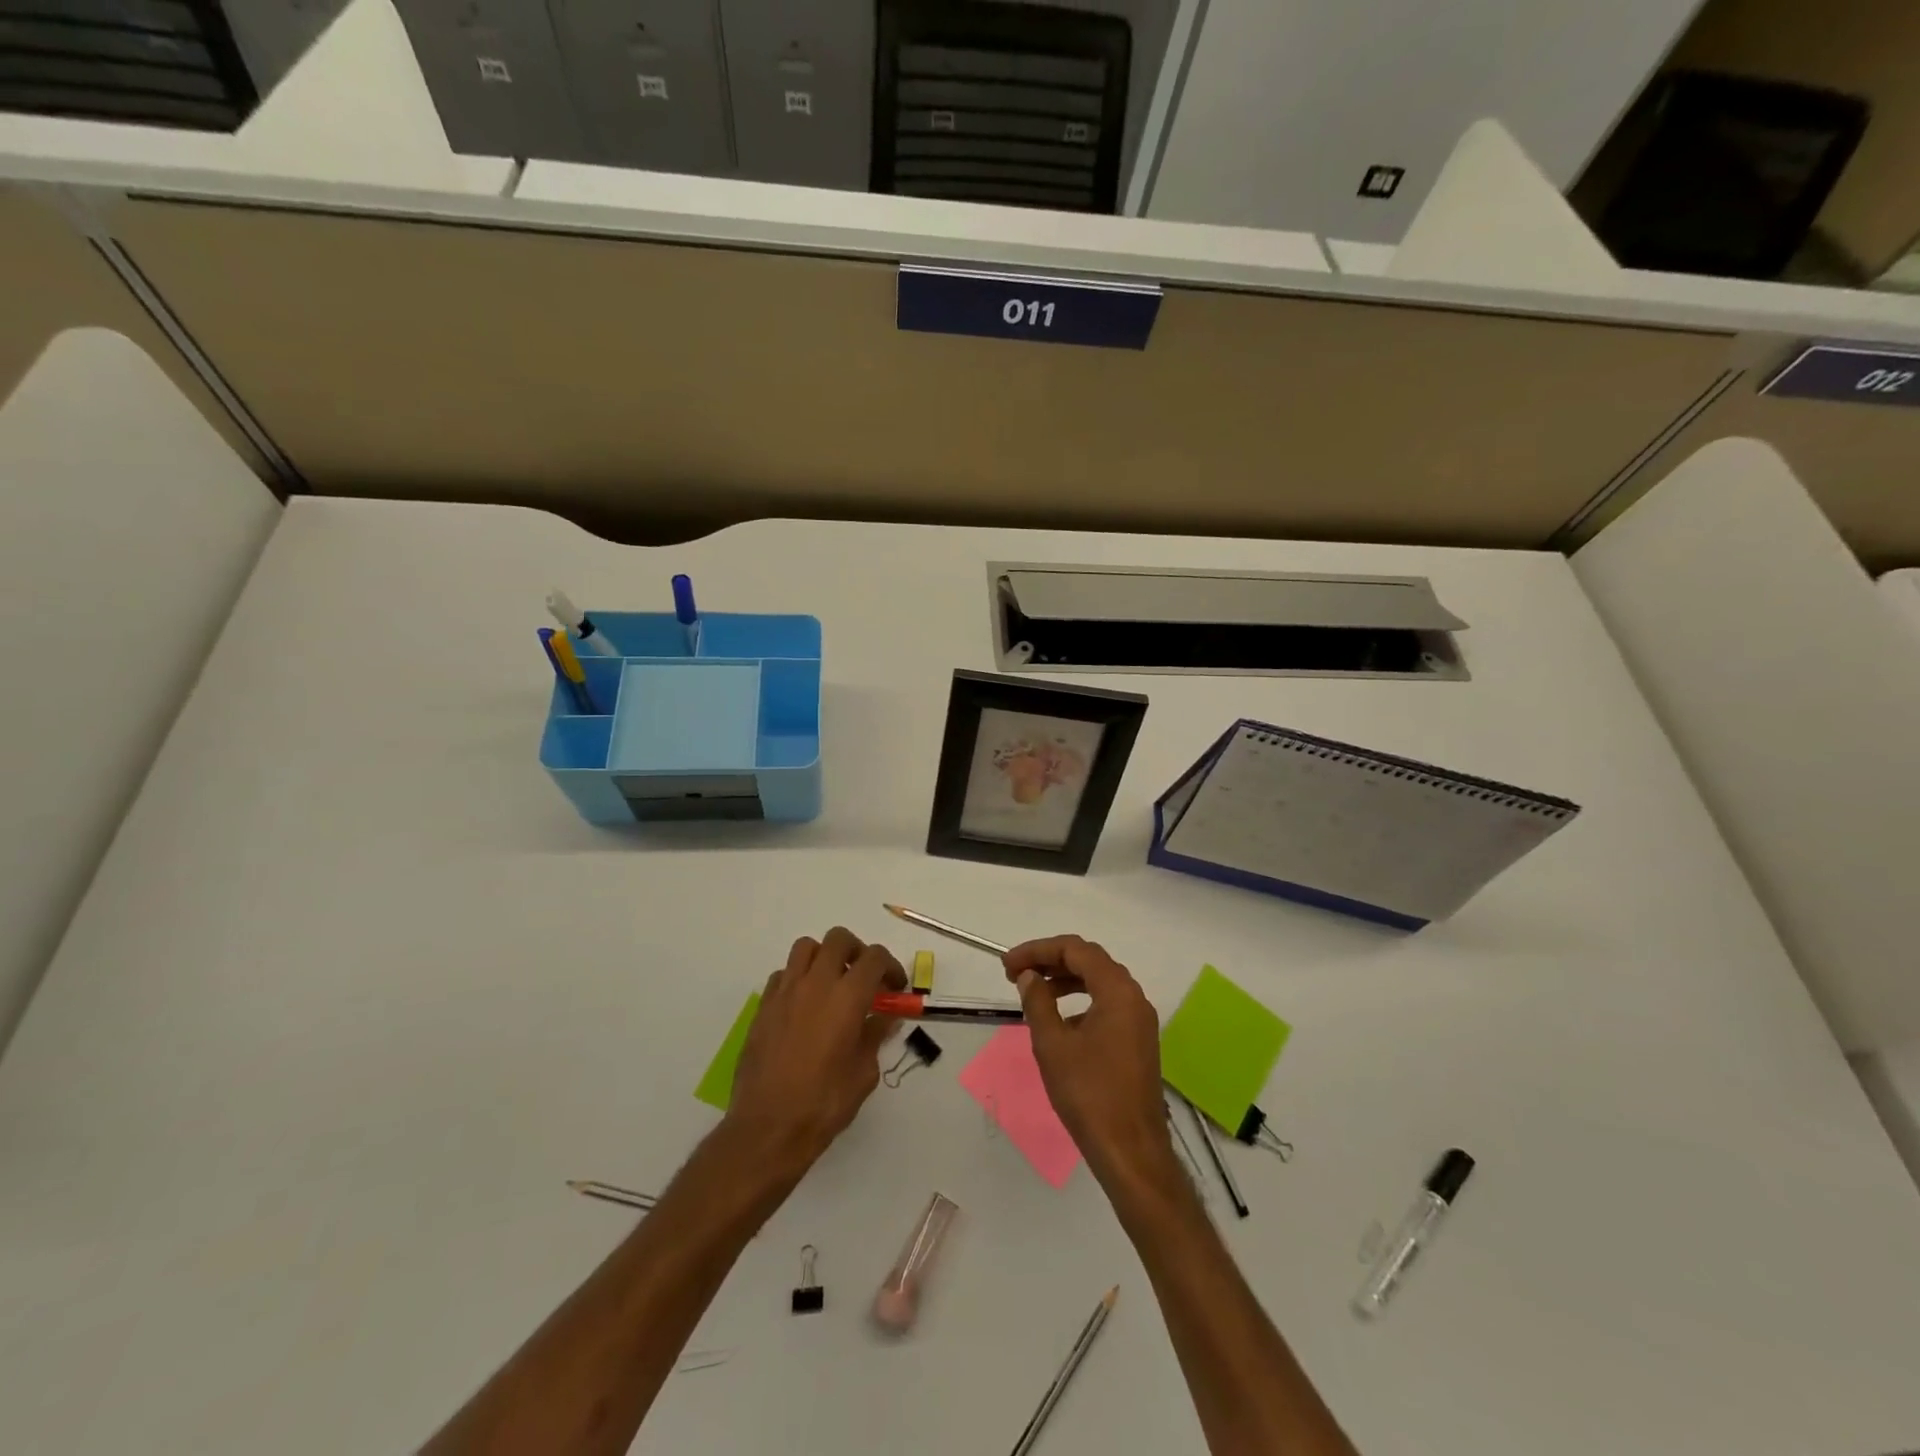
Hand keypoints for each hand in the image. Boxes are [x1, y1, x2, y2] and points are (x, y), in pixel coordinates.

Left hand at [725, 928, 905, 1176]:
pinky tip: (804, 1006)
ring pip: (806, 947)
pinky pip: (783, 974)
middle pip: (839, 939)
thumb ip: (875, 1036)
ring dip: (824, 957)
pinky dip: (798, 979)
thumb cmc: (824, 1104)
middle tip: (864, 978)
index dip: (890, 967)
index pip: (875, 958)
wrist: (768, 1128)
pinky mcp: (763, 1006)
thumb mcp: (864, 1073)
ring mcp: (785, 992)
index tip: (894, 988)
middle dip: (857, 951)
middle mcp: (816, 984)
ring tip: (832, 984)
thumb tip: (886, 1017)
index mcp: (847, 997)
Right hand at [1005, 935, 1175, 1188]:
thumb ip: (1038, 1002)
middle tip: (1015, 973)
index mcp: (1117, 991)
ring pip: (1099, 982)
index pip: (1075, 950)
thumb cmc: (1089, 1094)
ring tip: (1032, 991)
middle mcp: (1134, 997)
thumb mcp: (1053, 1044)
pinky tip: (1059, 1021)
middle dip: (1050, 961)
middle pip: (1090, 961)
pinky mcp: (1137, 1041)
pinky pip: (1107, 1004)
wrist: (1131, 1151)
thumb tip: (1030, 976)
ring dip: (1064, 980)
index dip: (1038, 950)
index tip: (1008, 965)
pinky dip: (1080, 1001)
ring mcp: (1139, 1020)